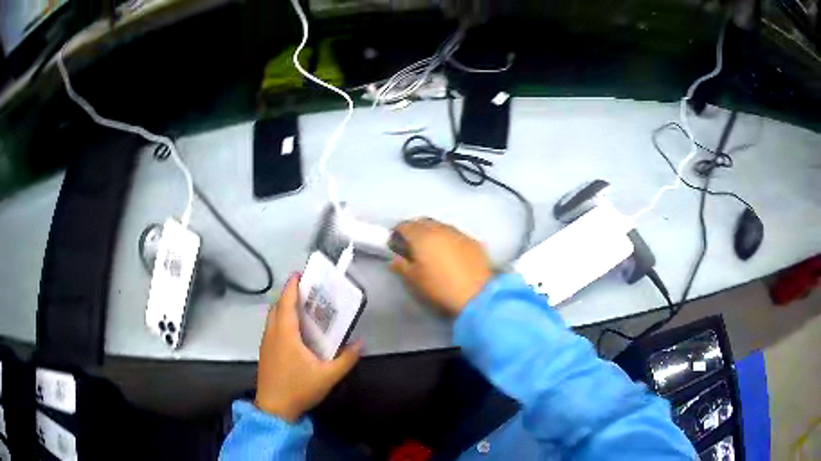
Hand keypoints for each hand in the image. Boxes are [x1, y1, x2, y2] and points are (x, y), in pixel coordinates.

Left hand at [255, 274, 361, 421]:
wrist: (274, 408)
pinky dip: (280, 320)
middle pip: (277, 306)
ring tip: (301, 308)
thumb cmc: (299, 388)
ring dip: (283, 308)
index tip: (299, 274)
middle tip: (306, 291)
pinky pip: (271, 328)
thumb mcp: (328, 375)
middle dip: (289, 295)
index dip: (292, 286)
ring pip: (272, 317)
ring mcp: (266, 343)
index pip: (287, 302)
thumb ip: (346, 359)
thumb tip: (360, 343)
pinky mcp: (265, 353)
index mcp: (285, 333)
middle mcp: (272, 333)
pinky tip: (293, 332)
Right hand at [391, 219, 492, 316]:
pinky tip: (451, 255)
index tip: (395, 246)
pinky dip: (449, 240)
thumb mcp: (414, 280)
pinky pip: (456, 235)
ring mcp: (460, 233)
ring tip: (433, 251)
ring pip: (441, 227)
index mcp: (422, 236)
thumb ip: (401, 266)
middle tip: (412, 248)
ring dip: (433, 234)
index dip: (397, 235)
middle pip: (423, 222)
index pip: (404, 226)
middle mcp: (441, 229)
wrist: (477, 297)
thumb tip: (395, 258)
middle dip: (415, 231)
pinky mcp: (474, 242)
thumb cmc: (440, 289)